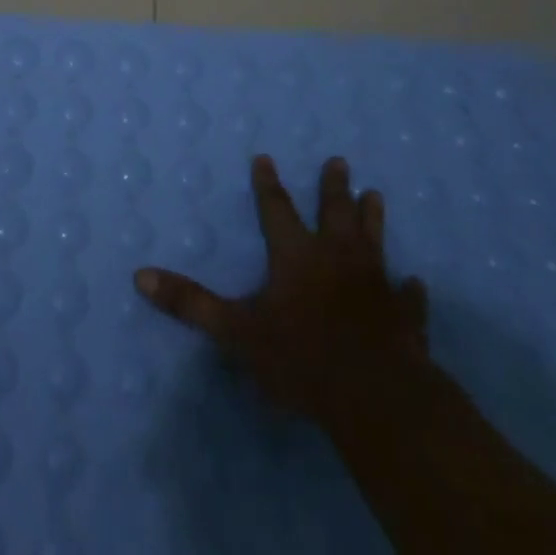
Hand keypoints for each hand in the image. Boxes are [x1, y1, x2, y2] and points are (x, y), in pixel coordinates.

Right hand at [136, 154, 430, 424]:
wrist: (377, 397)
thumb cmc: (302, 359)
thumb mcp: (236, 332)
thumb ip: (190, 303)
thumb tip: (140, 275)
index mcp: (296, 256)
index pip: (277, 209)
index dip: (268, 184)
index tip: (266, 157)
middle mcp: (337, 259)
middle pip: (334, 213)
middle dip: (333, 186)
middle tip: (339, 160)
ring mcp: (375, 286)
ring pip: (373, 241)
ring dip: (373, 219)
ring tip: (376, 195)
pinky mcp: (404, 318)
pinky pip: (408, 298)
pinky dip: (411, 290)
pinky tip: (416, 283)